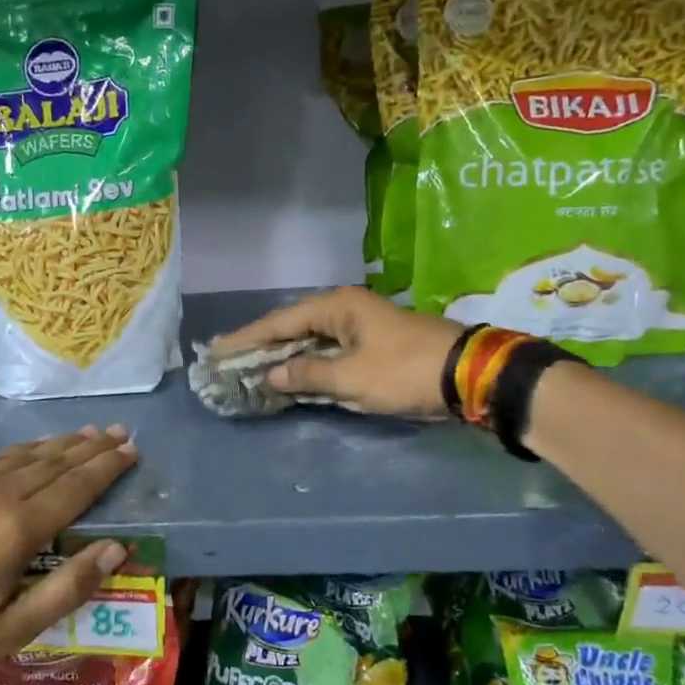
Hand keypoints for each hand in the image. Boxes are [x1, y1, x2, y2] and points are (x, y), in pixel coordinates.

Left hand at [0, 427, 137, 673]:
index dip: (106, 468)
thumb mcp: (12, 629)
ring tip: (82, 433)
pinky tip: (26, 451)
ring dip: (56, 444)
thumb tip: (117, 548)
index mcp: (19, 527)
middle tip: (116, 431)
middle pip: (53, 463)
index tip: (130, 449)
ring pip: (21, 455)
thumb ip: (68, 588)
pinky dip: (18, 452)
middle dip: (89, 447)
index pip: (76, 488)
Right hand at [208, 287, 466, 419]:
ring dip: (283, 356)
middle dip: (260, 346)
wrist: (469, 376)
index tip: (215, 351)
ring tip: (249, 367)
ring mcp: (360, 326)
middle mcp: (345, 309)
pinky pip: (328, 352)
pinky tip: (290, 376)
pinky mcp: (372, 345)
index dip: (246, 339)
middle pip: (292, 327)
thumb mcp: (353, 377)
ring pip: (310, 340)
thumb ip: (308, 375)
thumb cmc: (405, 371)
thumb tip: (272, 375)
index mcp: (337, 307)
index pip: (279, 322)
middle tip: (226, 359)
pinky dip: (307, 364)